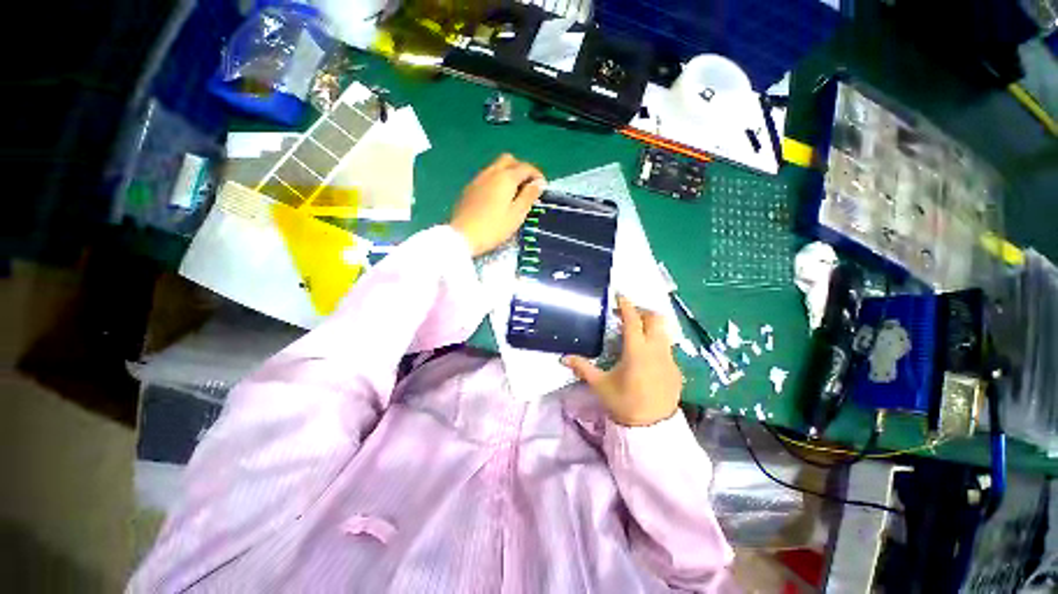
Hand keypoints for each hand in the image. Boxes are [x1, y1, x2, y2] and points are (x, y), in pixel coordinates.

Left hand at [450, 154, 545, 255]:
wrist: (463, 236)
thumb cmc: (494, 227)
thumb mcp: (517, 214)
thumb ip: (529, 196)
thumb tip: (539, 183)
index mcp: (506, 178)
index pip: (525, 167)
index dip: (537, 175)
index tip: (543, 187)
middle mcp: (491, 172)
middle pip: (509, 160)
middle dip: (521, 169)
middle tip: (527, 186)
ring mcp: (478, 179)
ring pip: (496, 167)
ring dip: (508, 174)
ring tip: (514, 193)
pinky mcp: (469, 188)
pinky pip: (486, 177)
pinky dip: (496, 181)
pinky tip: (498, 198)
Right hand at [562, 296, 682, 426]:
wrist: (651, 429)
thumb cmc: (623, 403)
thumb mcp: (600, 384)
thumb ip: (582, 368)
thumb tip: (563, 358)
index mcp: (637, 351)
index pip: (633, 320)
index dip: (626, 305)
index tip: (619, 295)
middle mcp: (657, 350)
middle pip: (655, 319)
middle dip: (642, 311)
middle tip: (627, 315)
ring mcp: (670, 359)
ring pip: (665, 332)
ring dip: (651, 326)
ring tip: (637, 332)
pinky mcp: (677, 369)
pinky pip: (668, 347)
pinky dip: (657, 342)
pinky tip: (646, 355)